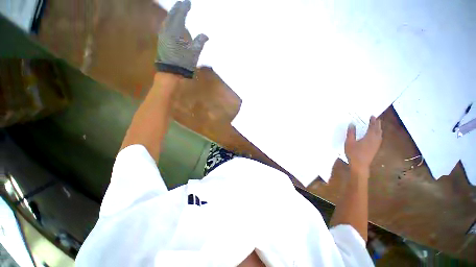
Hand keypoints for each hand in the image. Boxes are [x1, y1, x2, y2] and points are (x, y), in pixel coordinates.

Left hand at [156, 0, 207, 77]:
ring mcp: (162, 35)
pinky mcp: (161, 40)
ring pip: (167, 20)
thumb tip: (206, 35)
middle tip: (182, 2)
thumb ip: (199, 42)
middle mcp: (166, 30)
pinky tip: (171, 22)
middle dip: (177, 8)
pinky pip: (165, 26)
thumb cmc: (183, 64)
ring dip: (172, 14)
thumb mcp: (194, 54)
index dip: (184, 8)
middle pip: (171, 15)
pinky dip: (169, 21)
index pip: (180, 15)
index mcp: (175, 32)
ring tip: (177, 10)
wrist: (170, 72)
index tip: (188, 2)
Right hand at [344, 116, 382, 174]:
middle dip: (377, 124)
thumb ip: (351, 132)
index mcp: (369, 137)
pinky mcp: (376, 148)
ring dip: (378, 129)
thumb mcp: (349, 142)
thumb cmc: (353, 153)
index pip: (372, 127)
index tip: (372, 116)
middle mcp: (375, 140)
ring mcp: (376, 144)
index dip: (372, 121)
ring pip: (379, 134)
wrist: (360, 165)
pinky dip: (378, 134)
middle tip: (375, 119)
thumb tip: (352, 123)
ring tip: (376, 125)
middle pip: (378, 130)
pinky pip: (379, 138)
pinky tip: (376, 135)